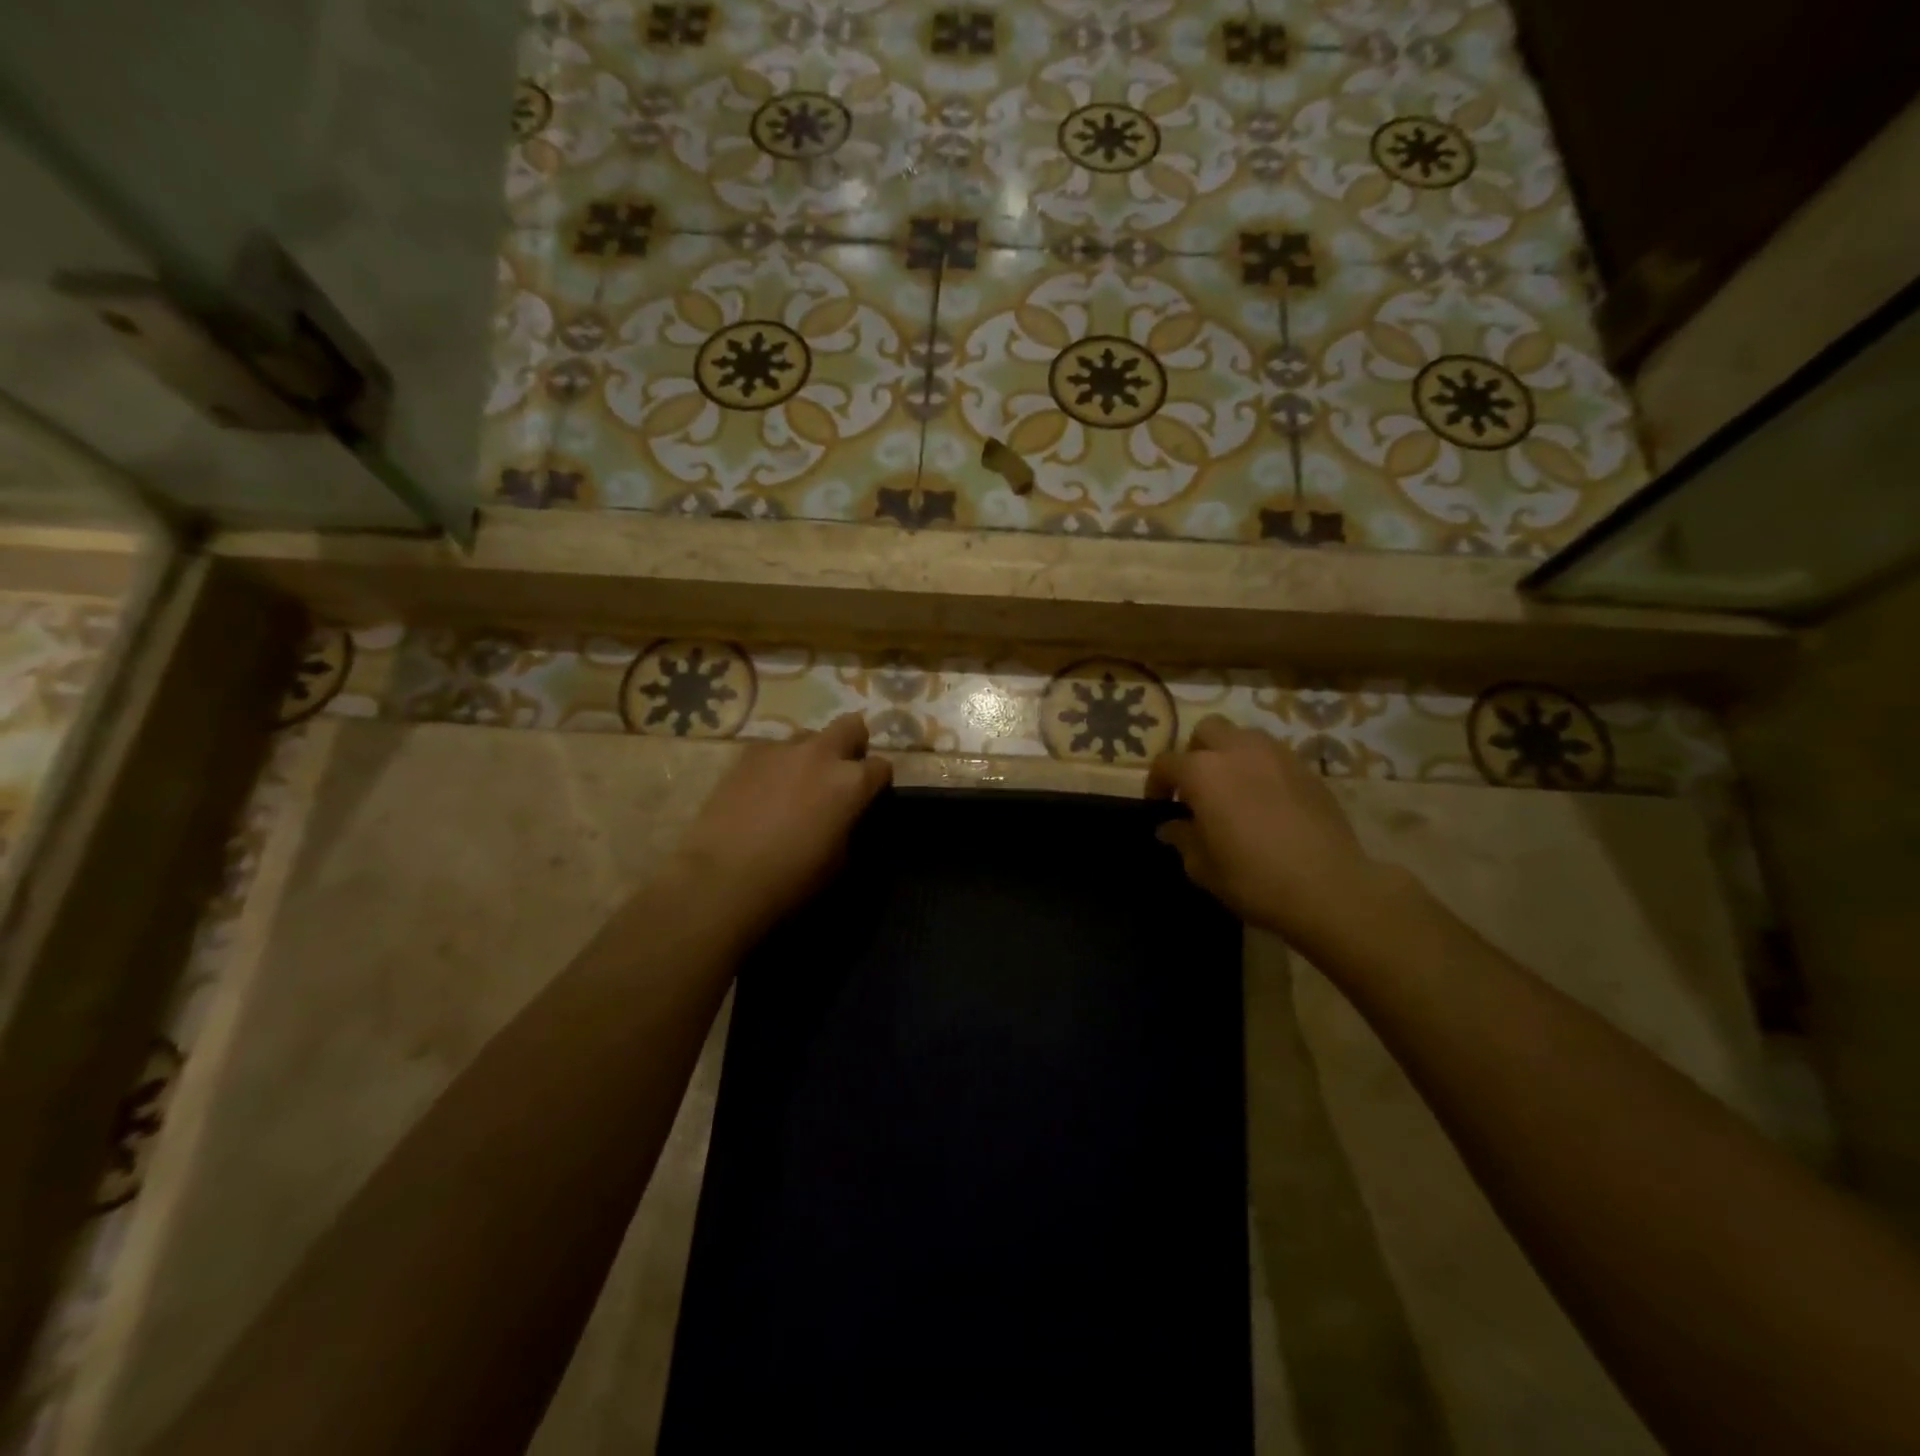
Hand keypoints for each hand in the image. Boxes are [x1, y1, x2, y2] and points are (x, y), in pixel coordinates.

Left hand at [674, 713, 891, 935]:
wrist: (724, 877)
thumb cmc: (792, 878)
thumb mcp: (841, 860)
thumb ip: (851, 824)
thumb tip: (847, 815)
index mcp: (852, 782)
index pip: (882, 767)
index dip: (878, 784)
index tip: (869, 799)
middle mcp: (822, 754)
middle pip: (851, 726)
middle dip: (853, 745)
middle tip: (840, 774)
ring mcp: (782, 749)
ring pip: (810, 736)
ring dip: (813, 754)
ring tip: (797, 783)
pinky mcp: (748, 754)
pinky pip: (774, 749)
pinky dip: (778, 764)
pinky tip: (764, 789)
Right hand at [1147, 716, 1383, 941]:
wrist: (1329, 889)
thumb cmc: (1253, 878)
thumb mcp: (1203, 866)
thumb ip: (1183, 838)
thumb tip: (1171, 827)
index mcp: (1204, 772)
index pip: (1167, 763)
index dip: (1157, 784)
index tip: (1159, 806)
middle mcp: (1238, 751)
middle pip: (1207, 731)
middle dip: (1195, 753)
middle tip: (1197, 788)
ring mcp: (1278, 756)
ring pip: (1244, 736)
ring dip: (1230, 755)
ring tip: (1233, 789)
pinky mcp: (1308, 770)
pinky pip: (1274, 757)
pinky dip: (1261, 769)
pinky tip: (1266, 801)